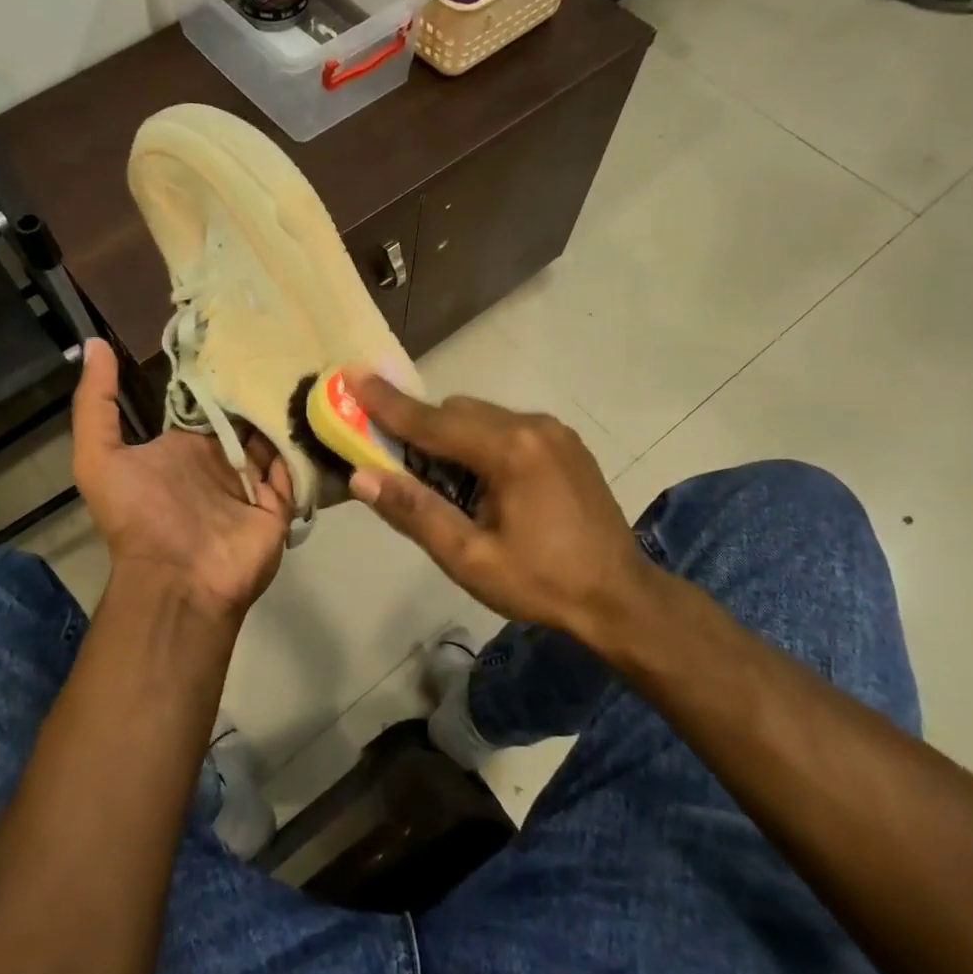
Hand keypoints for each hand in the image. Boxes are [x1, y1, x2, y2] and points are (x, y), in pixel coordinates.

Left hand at [71, 339, 293, 623]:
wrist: (177, 581)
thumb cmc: (139, 516)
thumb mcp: (99, 457)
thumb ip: (96, 403)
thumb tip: (93, 343)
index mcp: (185, 446)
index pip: (208, 401)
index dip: (221, 371)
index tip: (241, 331)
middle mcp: (221, 459)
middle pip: (247, 414)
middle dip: (261, 385)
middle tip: (287, 341)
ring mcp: (253, 481)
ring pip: (275, 435)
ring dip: (288, 408)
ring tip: (311, 362)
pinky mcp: (280, 501)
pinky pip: (296, 465)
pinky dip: (306, 442)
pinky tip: (323, 406)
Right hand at [345, 371, 661, 642]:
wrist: (621, 598)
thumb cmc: (542, 583)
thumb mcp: (470, 558)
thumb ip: (415, 512)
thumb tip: (361, 477)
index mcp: (509, 451)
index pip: (432, 421)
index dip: (386, 403)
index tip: (351, 375)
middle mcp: (532, 425)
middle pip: (455, 412)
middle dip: (420, 430)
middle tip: (396, 464)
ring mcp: (553, 430)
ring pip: (480, 416)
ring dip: (451, 438)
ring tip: (447, 486)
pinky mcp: (564, 442)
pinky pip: (505, 426)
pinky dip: (480, 442)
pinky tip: (484, 483)